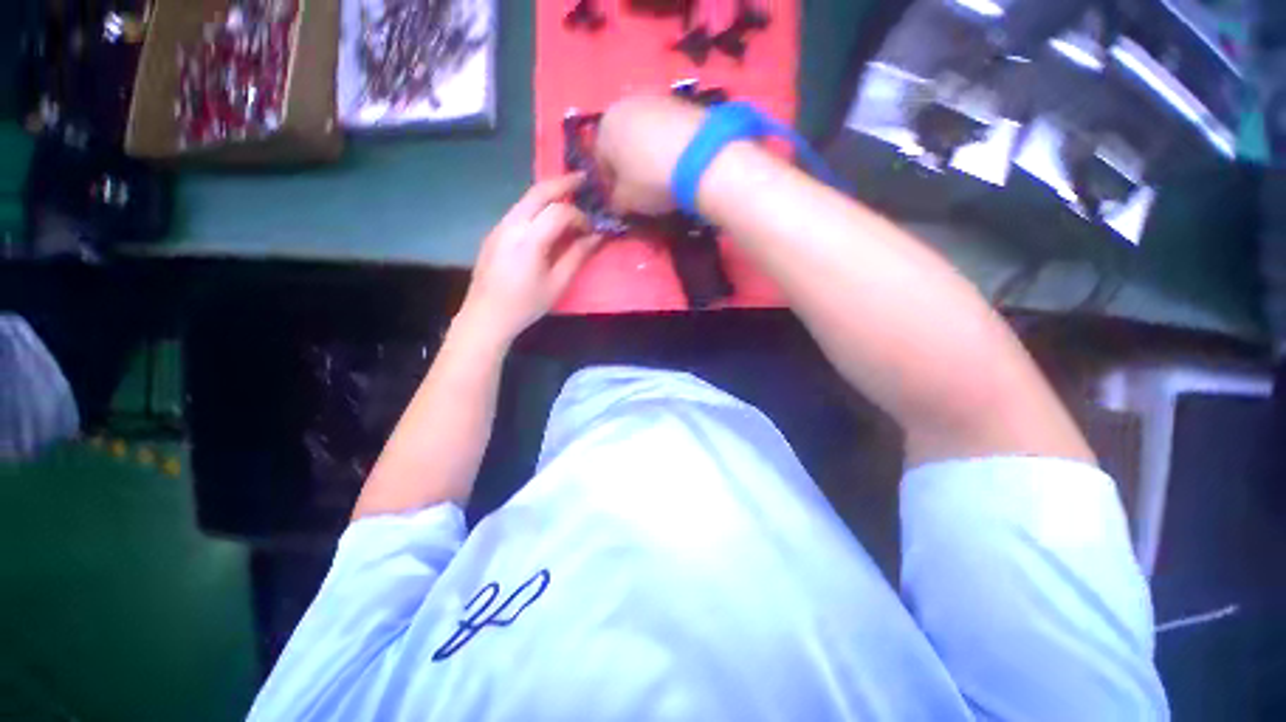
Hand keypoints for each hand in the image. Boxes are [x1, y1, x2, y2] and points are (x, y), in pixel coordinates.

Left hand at [457, 173, 601, 345]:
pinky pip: (519, 210)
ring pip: (526, 198)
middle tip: (583, 179)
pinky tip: (547, 218)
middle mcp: (512, 224)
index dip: (580, 216)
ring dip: (549, 193)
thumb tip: (596, 237)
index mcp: (529, 239)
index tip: (593, 229)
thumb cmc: (525, 304)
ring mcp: (499, 226)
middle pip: (539, 192)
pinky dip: (537, 206)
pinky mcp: (494, 233)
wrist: (485, 316)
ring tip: (569, 196)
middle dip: (563, 183)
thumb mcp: (557, 284)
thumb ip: (577, 256)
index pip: (560, 212)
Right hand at [595, 95, 705, 214]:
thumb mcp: (626, 201)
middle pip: (623, 142)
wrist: (702, 158)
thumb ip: (616, 202)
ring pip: (646, 134)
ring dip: (650, 154)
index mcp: (604, 127)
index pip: (601, 161)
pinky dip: (670, 146)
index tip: (622, 202)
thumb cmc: (651, 180)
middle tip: (642, 189)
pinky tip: (680, 165)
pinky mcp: (684, 102)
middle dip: (630, 165)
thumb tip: (618, 202)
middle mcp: (626, 104)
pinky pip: (668, 131)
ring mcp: (657, 99)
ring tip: (664, 177)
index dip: (611, 186)